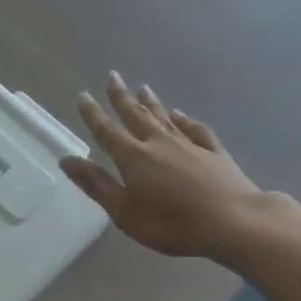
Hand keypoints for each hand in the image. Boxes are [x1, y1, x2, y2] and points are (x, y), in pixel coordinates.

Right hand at [62, 73, 264, 258]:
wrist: (233, 222)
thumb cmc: (171, 223)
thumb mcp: (124, 211)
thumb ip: (96, 184)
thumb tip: (67, 160)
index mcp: (133, 157)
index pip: (107, 131)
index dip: (93, 114)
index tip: (83, 96)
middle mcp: (158, 142)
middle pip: (136, 115)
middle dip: (122, 97)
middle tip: (113, 76)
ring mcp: (189, 144)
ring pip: (165, 117)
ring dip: (151, 102)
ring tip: (143, 88)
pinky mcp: (214, 152)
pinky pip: (194, 128)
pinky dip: (184, 119)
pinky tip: (180, 114)